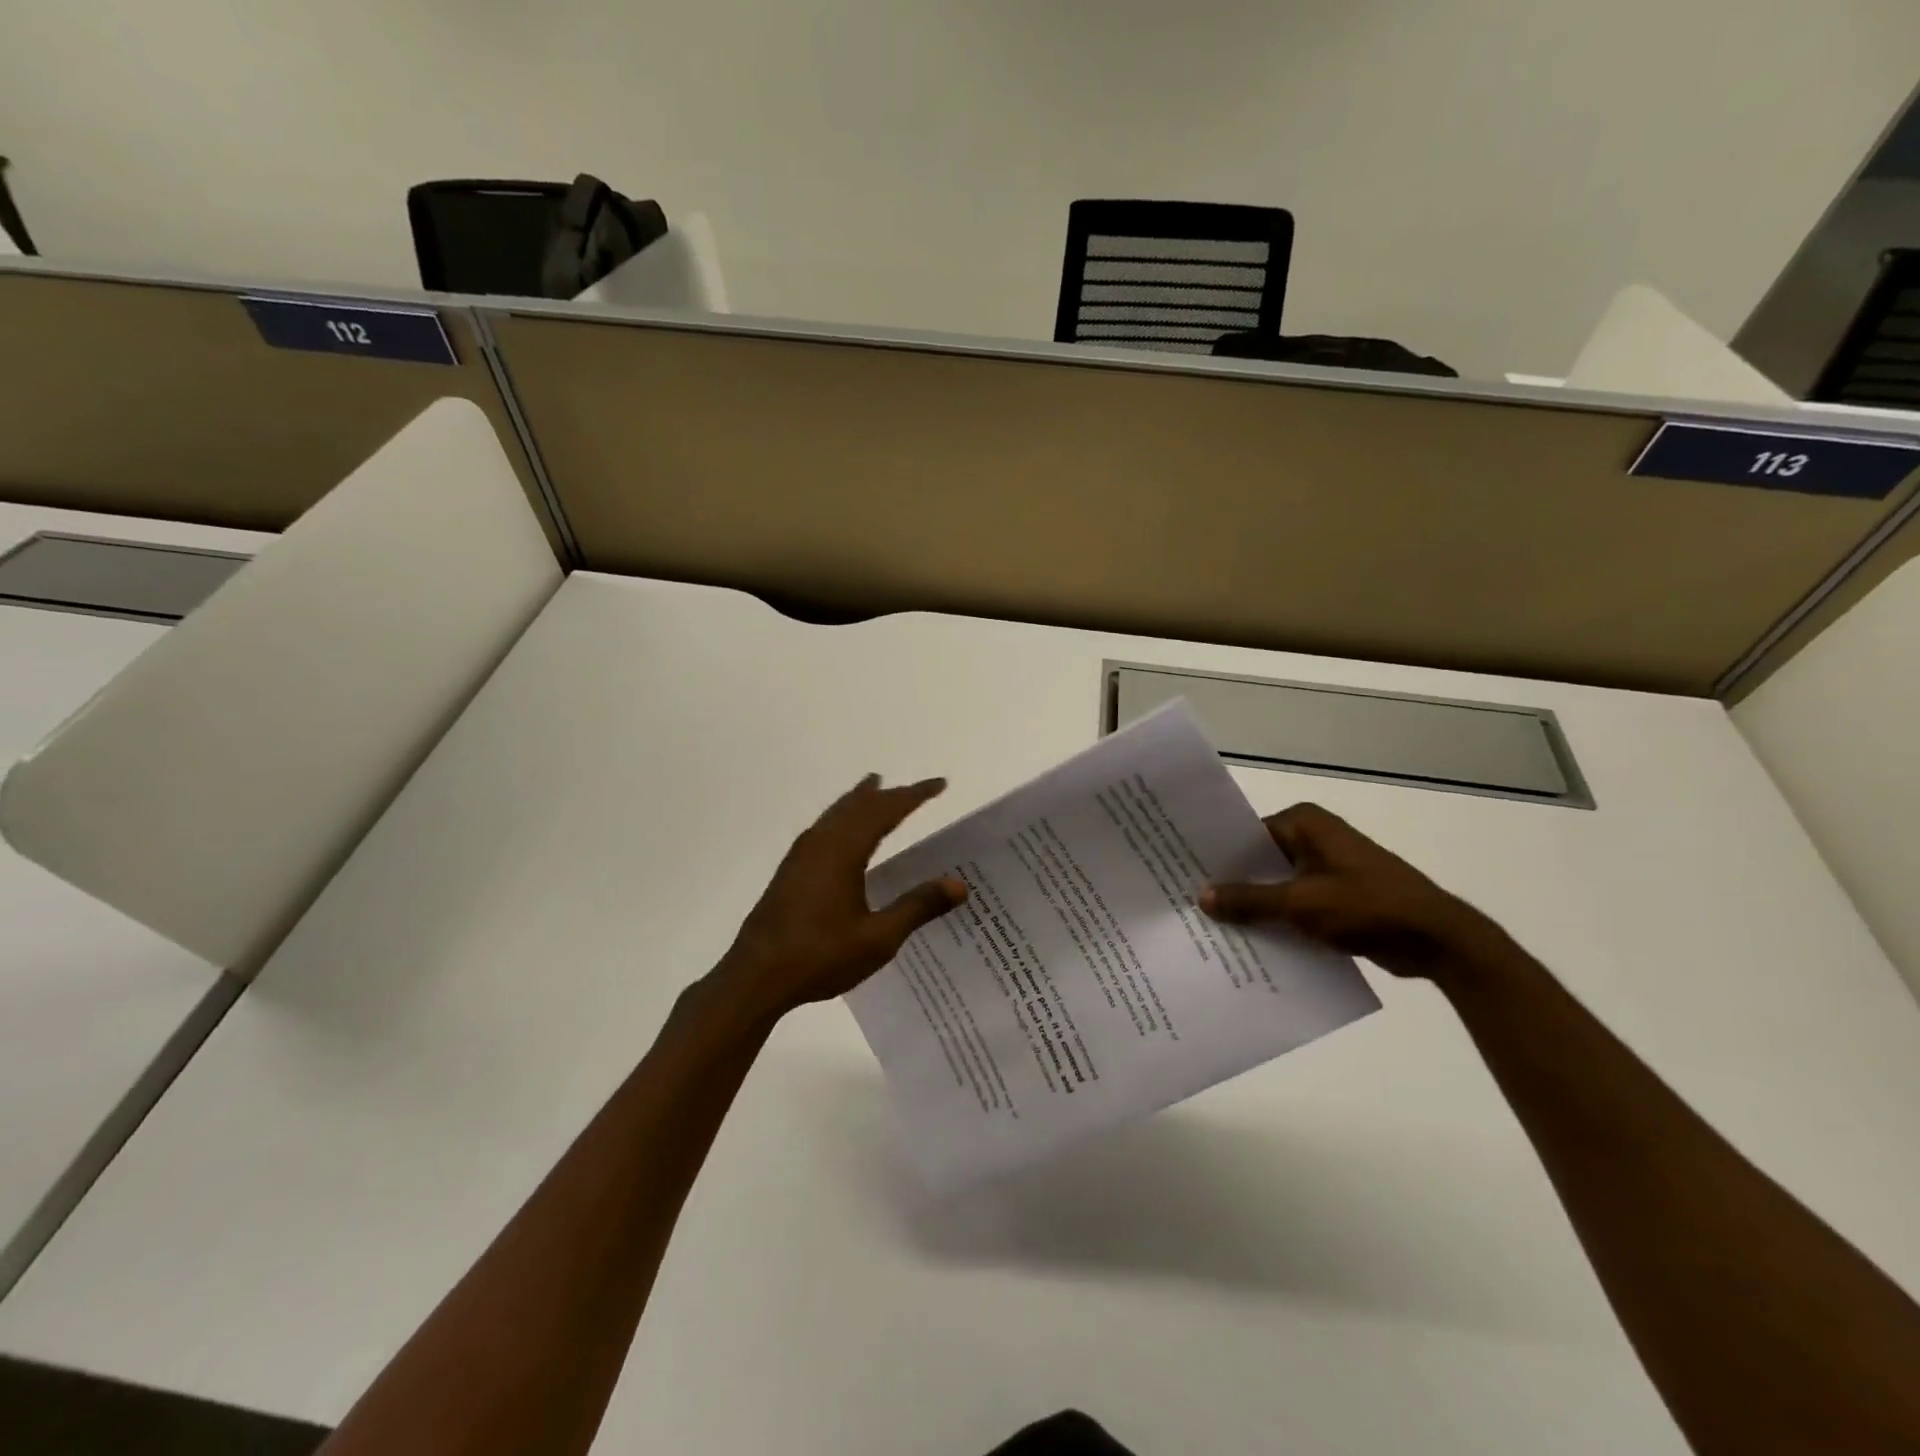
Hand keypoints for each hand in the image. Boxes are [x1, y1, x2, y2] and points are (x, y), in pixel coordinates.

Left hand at [707, 774, 967, 1024]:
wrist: (755, 978)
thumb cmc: (820, 956)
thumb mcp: (878, 938)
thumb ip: (918, 907)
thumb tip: (959, 885)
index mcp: (844, 850)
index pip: (886, 810)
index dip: (914, 795)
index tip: (939, 784)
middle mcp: (821, 843)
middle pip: (858, 805)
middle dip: (888, 794)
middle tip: (913, 789)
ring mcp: (801, 856)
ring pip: (836, 814)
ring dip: (859, 800)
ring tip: (873, 787)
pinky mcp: (790, 871)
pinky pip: (822, 828)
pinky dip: (841, 817)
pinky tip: (840, 833)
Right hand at [1200, 803, 1502, 980]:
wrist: (1437, 939)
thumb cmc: (1367, 905)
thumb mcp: (1300, 902)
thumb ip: (1249, 899)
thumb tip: (1201, 897)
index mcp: (1304, 824)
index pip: (1245, 834)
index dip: (1215, 855)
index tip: (1181, 873)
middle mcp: (1313, 839)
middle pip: (1259, 860)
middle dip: (1230, 883)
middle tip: (1186, 902)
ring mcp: (1326, 869)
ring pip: (1275, 885)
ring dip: (1253, 905)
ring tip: (1208, 925)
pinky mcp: (1336, 897)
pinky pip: (1294, 904)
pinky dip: (1276, 919)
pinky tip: (1248, 942)